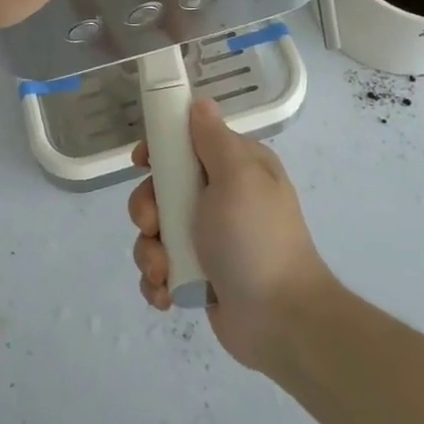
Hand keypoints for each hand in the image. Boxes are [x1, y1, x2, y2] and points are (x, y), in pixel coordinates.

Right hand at [128, 99, 334, 370]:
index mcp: (235, 167)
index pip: (187, 142)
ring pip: (155, 232)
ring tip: (164, 272)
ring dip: (150, 252)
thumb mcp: (237, 177)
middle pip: (161, 189)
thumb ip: (213, 139)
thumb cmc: (256, 239)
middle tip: (153, 226)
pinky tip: (167, 294)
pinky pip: (161, 268)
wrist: (281, 320)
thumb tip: (200, 103)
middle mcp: (221, 198)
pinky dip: (158, 281)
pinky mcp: (198, 275)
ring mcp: (208, 239)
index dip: (159, 149)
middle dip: (147, 210)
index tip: (142, 163)